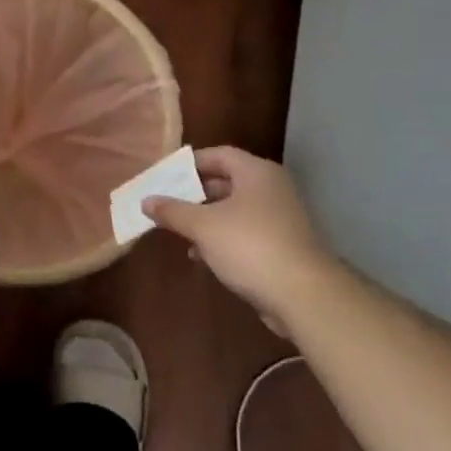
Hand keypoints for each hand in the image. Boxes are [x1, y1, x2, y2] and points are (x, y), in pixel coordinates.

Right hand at [143, 147, 340, 332]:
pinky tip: (201, 255)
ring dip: (205, 218)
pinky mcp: (281, 246)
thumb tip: (146, 201)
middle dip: (194, 193)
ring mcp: (279, 218)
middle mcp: (271, 189)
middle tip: (166, 202)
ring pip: (234, 210)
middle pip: (226, 181)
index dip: (189, 163)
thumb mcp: (202, 226)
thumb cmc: (249, 246)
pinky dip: (221, 238)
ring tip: (177, 230)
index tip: (164, 175)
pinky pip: (244, 233)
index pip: (218, 155)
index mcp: (256, 173)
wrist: (303, 295)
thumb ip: (172, 210)